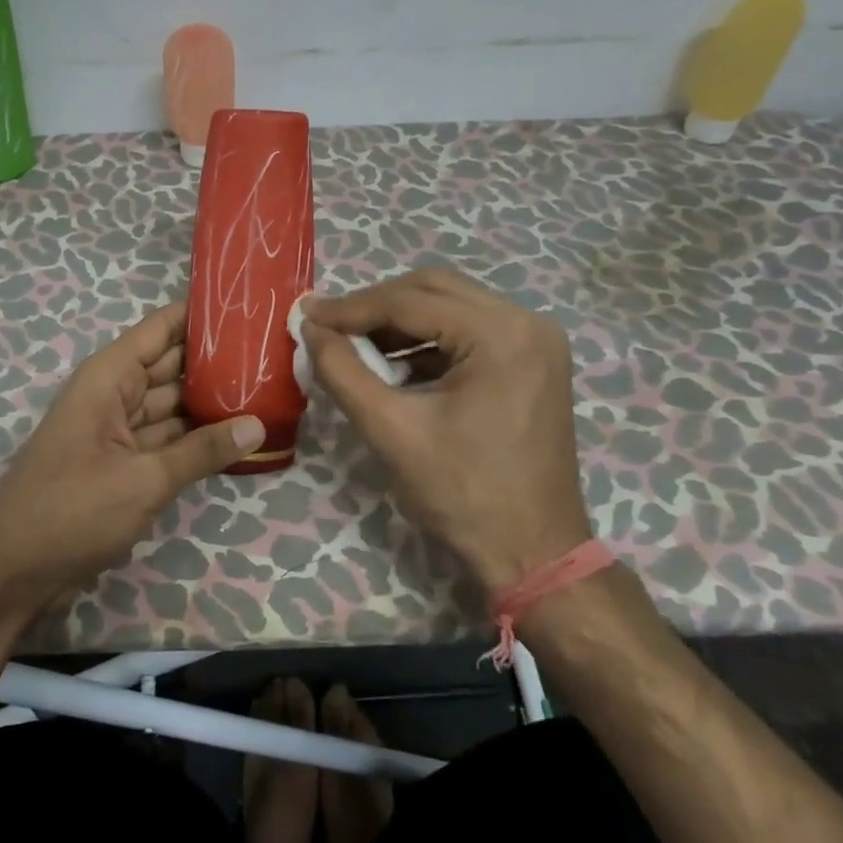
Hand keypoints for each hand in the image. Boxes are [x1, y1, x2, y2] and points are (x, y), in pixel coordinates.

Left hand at [0, 301, 264, 609]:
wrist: (12, 570)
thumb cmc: (72, 510)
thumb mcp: (144, 480)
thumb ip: (202, 451)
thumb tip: (258, 425)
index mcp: (110, 377)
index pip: (162, 328)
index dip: (201, 314)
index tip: (249, 305)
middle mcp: (114, 393)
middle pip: (172, 364)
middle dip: (216, 359)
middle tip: (274, 351)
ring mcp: (118, 429)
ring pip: (172, 403)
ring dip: (211, 400)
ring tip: (267, 387)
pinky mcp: (122, 461)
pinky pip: (166, 436)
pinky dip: (195, 436)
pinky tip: (237, 433)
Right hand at [300, 268, 590, 588]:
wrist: (533, 553)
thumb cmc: (462, 494)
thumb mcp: (390, 430)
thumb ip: (342, 371)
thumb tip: (310, 327)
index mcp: (501, 335)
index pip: (411, 301)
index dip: (351, 307)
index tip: (305, 314)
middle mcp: (527, 322)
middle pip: (435, 289)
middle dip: (376, 305)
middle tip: (328, 325)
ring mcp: (536, 341)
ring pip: (451, 306)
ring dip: (400, 321)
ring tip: (353, 344)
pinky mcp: (533, 361)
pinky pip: (469, 330)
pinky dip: (427, 340)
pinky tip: (394, 365)